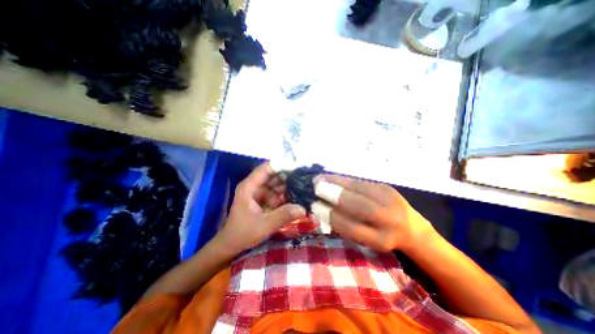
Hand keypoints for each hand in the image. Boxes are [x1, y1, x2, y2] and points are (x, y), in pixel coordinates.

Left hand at [216, 164, 305, 254]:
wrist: (232, 245)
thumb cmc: (243, 233)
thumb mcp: (264, 225)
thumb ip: (283, 215)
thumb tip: (303, 208)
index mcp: (250, 187)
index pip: (266, 169)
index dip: (281, 165)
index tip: (298, 167)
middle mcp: (256, 186)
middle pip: (274, 176)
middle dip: (289, 177)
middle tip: (306, 178)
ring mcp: (261, 193)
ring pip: (278, 185)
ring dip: (290, 186)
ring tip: (306, 187)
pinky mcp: (266, 201)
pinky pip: (278, 194)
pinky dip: (288, 196)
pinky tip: (299, 197)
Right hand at [312, 174, 435, 252]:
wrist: (411, 228)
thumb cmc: (382, 236)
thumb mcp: (366, 239)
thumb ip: (347, 226)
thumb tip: (323, 209)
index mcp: (380, 239)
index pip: (351, 226)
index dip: (330, 215)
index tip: (314, 206)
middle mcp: (388, 219)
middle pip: (357, 204)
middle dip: (333, 194)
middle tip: (315, 187)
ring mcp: (389, 199)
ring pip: (358, 188)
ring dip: (336, 182)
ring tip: (320, 179)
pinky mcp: (386, 186)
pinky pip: (360, 181)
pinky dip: (343, 179)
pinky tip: (332, 177)